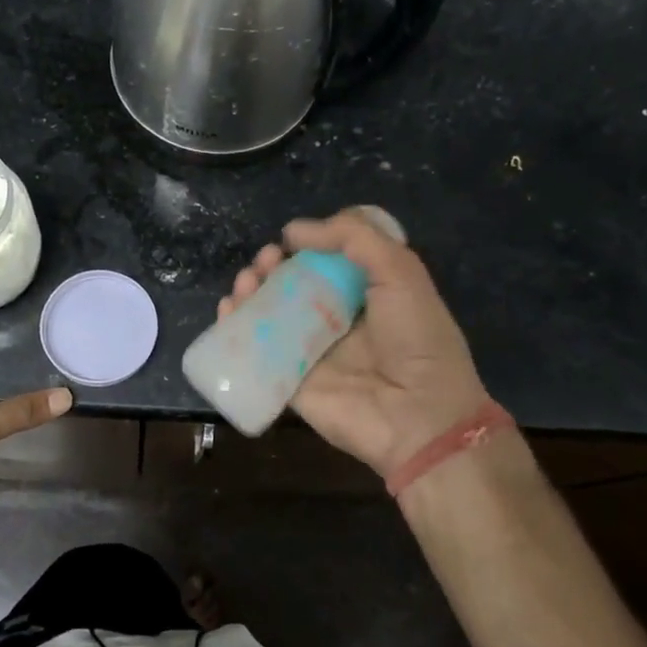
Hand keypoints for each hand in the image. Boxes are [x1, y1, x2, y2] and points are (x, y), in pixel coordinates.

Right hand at [220, 209, 493, 477]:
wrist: (418, 416)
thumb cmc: (416, 338)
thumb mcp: (399, 271)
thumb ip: (353, 238)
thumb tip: (294, 230)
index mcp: (367, 292)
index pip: (327, 260)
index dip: (307, 244)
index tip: (291, 239)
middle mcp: (336, 318)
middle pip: (292, 283)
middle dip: (272, 265)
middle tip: (266, 260)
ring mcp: (310, 350)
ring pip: (268, 313)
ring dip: (251, 289)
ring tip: (248, 281)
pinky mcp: (288, 380)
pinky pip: (254, 350)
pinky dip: (234, 326)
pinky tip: (229, 308)